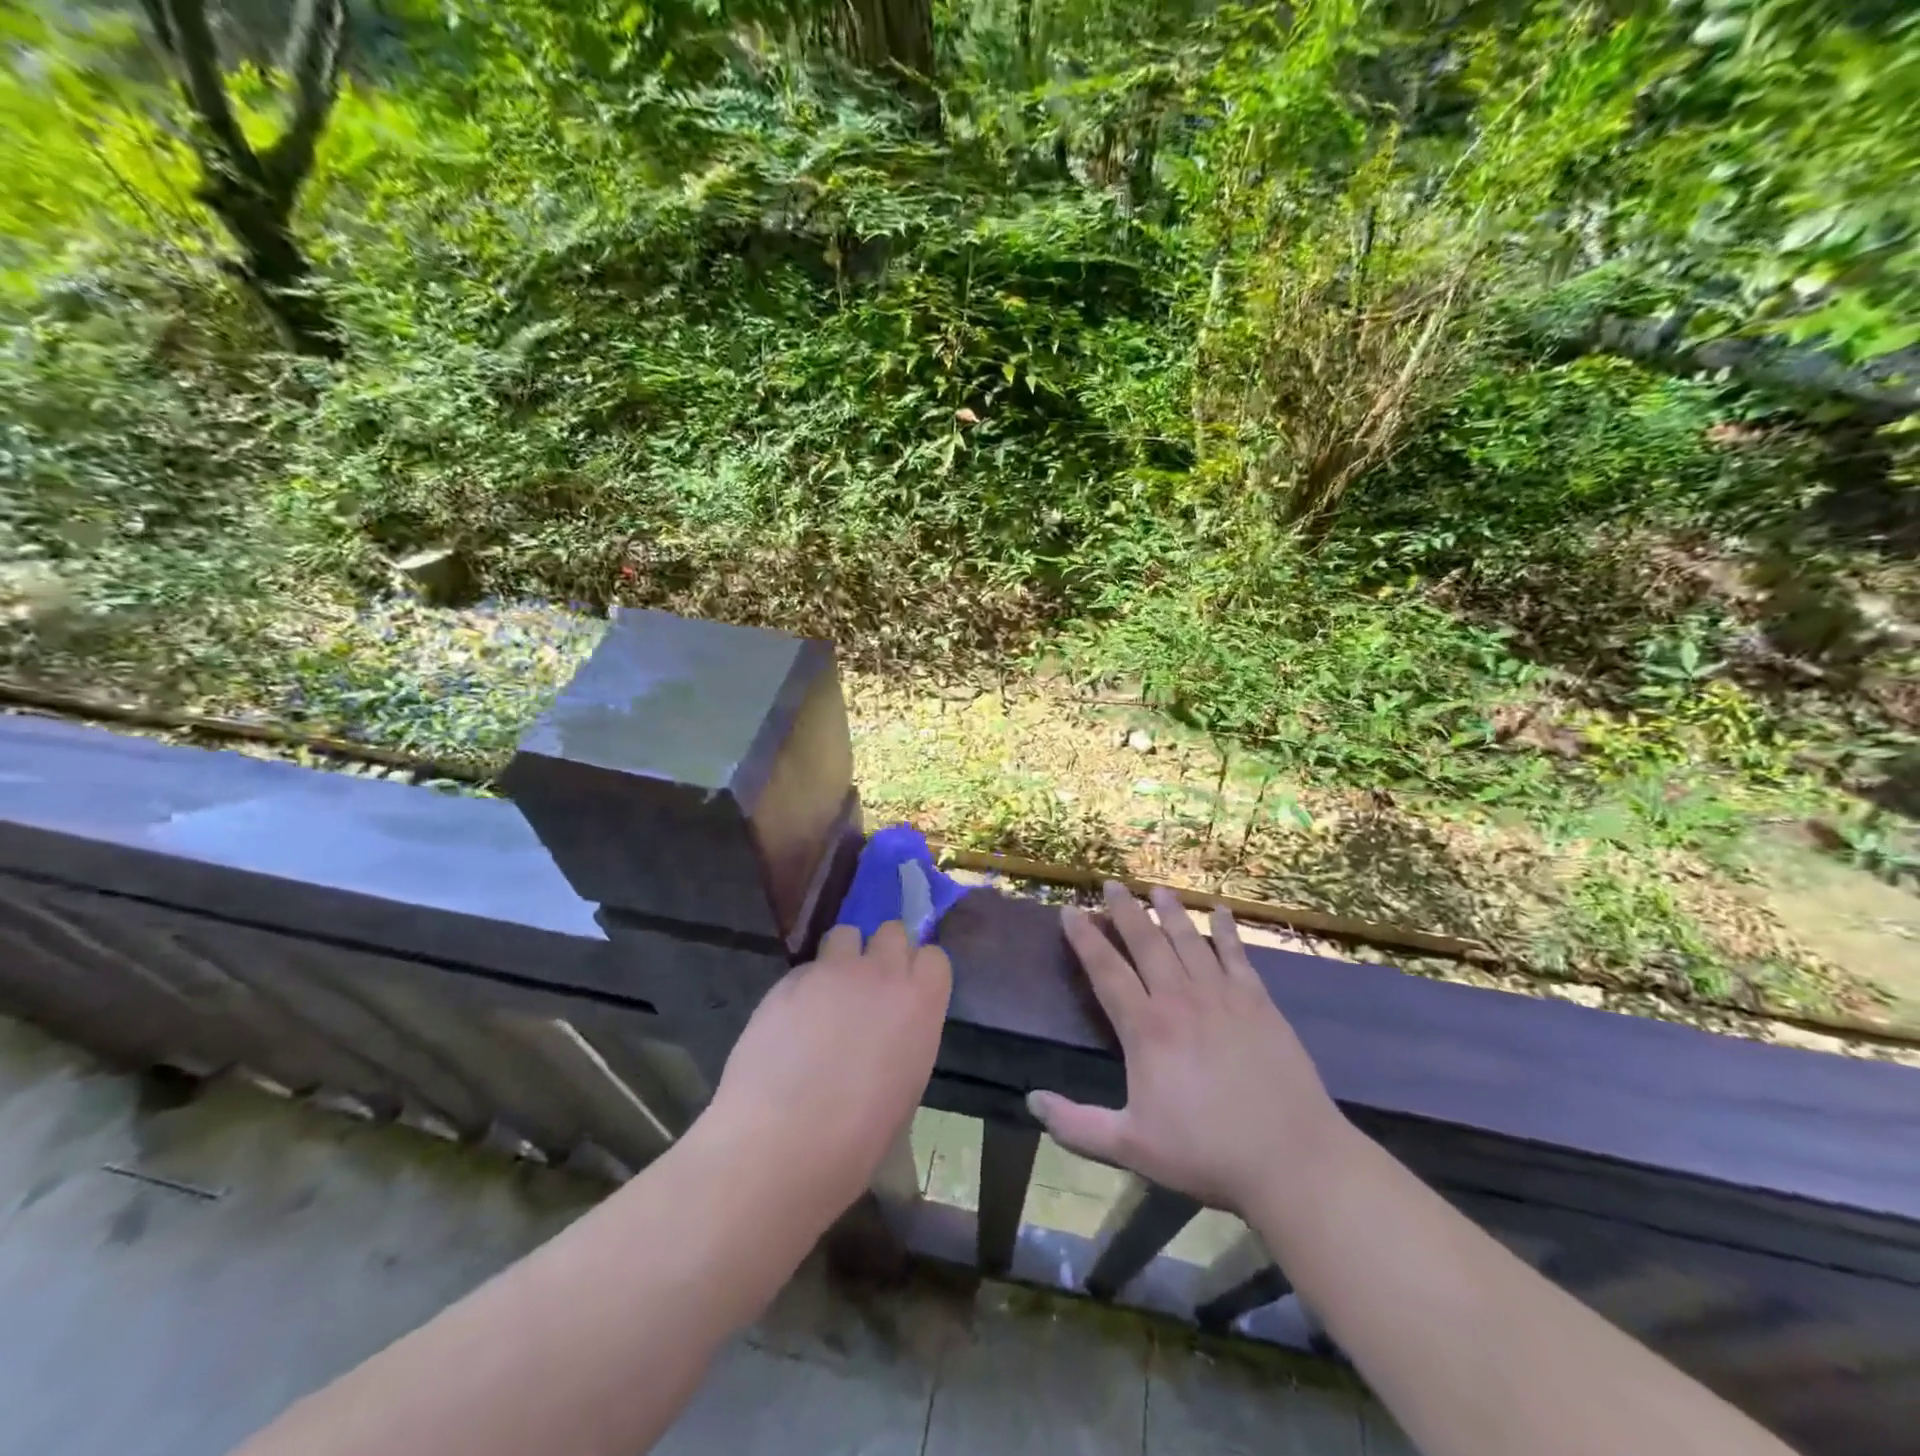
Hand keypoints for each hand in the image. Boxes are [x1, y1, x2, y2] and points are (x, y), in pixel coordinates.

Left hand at [705, 921, 951, 1213]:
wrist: (783, 1143)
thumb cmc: (858, 1137)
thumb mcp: (905, 1084)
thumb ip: (904, 1036)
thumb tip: (888, 1028)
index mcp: (921, 1002)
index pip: (933, 956)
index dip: (919, 972)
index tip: (908, 992)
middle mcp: (881, 973)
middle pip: (892, 931)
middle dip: (883, 951)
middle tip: (868, 987)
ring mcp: (833, 970)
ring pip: (845, 935)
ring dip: (843, 956)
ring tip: (828, 995)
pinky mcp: (789, 979)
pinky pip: (806, 968)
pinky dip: (804, 987)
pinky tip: (790, 1023)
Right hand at [1028, 883, 1349, 1215]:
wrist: (1292, 1159)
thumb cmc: (1206, 1153)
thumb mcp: (1132, 1147)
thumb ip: (1077, 1125)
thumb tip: (1032, 1100)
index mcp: (1146, 1029)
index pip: (1106, 970)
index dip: (1085, 938)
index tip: (1070, 911)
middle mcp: (1179, 999)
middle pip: (1146, 943)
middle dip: (1125, 911)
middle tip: (1111, 884)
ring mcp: (1222, 996)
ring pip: (1188, 940)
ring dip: (1169, 912)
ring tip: (1156, 889)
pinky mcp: (1258, 1002)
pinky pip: (1236, 954)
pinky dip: (1225, 929)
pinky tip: (1219, 910)